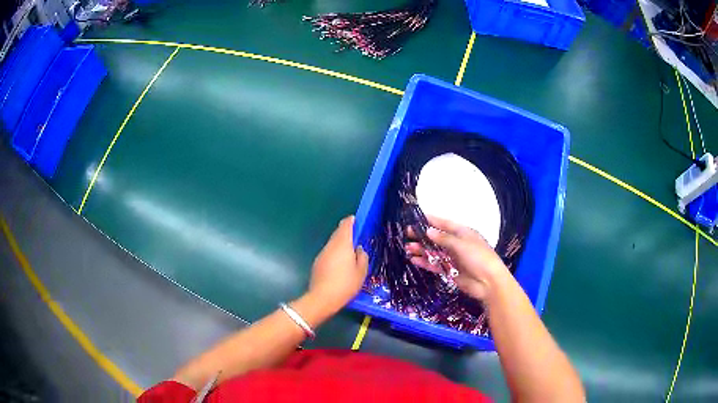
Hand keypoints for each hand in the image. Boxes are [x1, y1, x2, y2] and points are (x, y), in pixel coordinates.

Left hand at [308, 216, 368, 312]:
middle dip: (346, 232)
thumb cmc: (345, 284)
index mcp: (343, 244)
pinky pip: (328, 253)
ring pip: (332, 243)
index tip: (356, 220)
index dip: (351, 221)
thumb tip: (359, 249)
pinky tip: (340, 263)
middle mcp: (331, 245)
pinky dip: (335, 253)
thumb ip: (362, 257)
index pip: (345, 226)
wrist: (322, 298)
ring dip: (340, 243)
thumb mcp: (361, 272)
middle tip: (355, 235)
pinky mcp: (317, 263)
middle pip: (337, 233)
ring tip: (350, 251)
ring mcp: (322, 254)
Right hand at [405, 216, 508, 300]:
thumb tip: (428, 231)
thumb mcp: (462, 244)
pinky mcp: (450, 271)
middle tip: (407, 234)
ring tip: (407, 248)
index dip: (431, 220)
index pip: (445, 223)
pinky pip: (435, 264)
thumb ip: (444, 238)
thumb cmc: (479, 258)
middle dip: (423, 236)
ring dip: (422, 250)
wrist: (489, 282)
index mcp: (463, 233)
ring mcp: (453, 258)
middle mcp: (457, 244)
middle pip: (437, 238)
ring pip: (434, 252)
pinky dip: (425, 262)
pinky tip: (414, 260)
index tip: (417, 217)